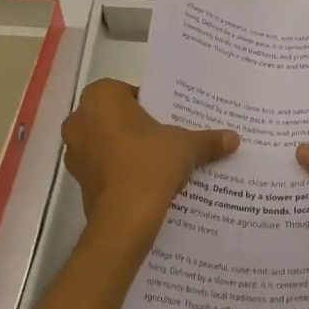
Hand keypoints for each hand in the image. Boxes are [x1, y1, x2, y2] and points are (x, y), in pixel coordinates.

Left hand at [62, 79, 238, 254]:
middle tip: (164, 137)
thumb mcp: (186, 145)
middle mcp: (80, 119)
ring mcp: (74, 151)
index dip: (151, 105)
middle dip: (136, 126)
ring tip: (156, 162)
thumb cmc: (151, 162)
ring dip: (125, 150)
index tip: (168, 118)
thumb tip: (234, 138)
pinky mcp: (78, 181)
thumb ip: (207, 139)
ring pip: (105, 142)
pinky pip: (102, 167)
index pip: (129, 92)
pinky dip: (118, 171)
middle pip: (115, 117)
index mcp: (102, 96)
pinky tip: (143, 182)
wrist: (126, 216)